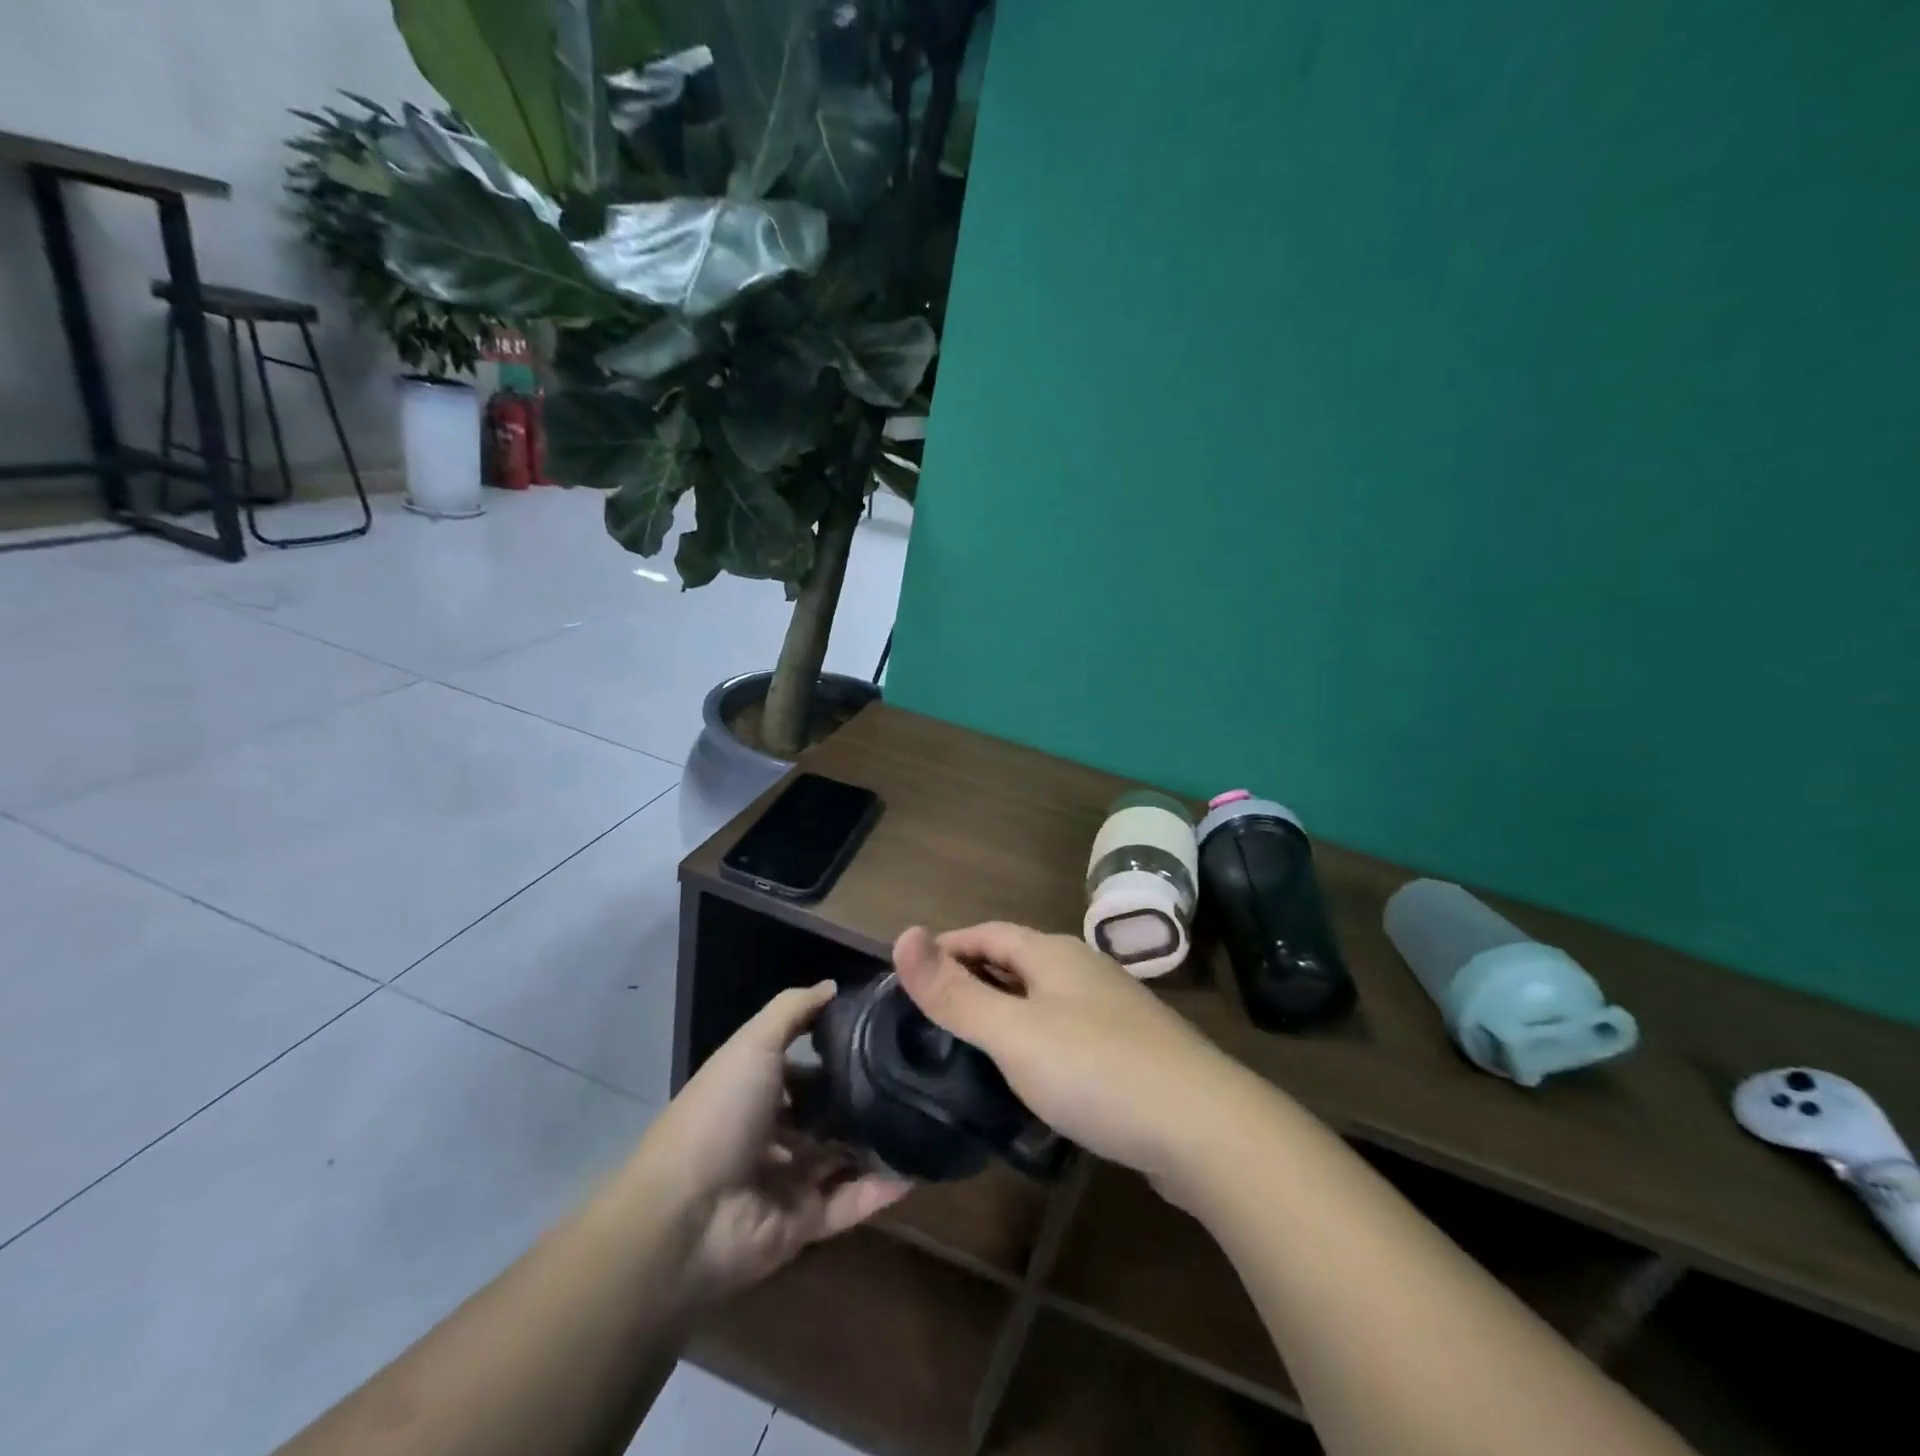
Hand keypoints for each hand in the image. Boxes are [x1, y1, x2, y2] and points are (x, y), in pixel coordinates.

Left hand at [635, 982, 908, 1301]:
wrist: (686, 1217)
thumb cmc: (719, 1115)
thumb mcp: (753, 1044)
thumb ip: (793, 1011)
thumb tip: (833, 986)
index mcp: (753, 1093)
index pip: (801, 1070)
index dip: (834, 1053)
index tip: (881, 1037)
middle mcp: (771, 1135)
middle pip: (824, 1115)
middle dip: (862, 1099)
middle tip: (912, 1078)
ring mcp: (787, 1181)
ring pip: (842, 1158)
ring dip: (877, 1142)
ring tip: (928, 1116)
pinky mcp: (803, 1223)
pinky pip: (850, 1202)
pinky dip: (881, 1189)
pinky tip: (920, 1166)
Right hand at [893, 923, 1255, 1192]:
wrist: (1205, 1126)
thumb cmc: (1097, 1070)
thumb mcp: (1014, 1033)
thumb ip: (955, 991)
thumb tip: (903, 934)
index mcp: (1053, 953)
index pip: (986, 933)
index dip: (946, 947)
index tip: (909, 975)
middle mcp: (1083, 968)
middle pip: (1015, 960)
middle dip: (971, 977)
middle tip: (929, 1014)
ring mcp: (1112, 1008)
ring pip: (1042, 996)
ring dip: (1003, 1009)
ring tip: (967, 1044)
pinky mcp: (1129, 1048)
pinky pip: (1065, 1029)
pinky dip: (1034, 1039)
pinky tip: (1027, 1075)